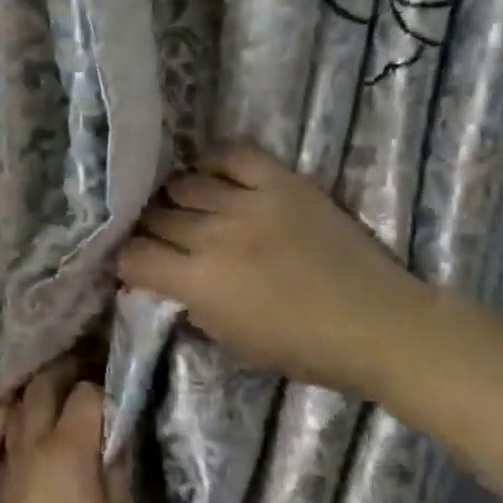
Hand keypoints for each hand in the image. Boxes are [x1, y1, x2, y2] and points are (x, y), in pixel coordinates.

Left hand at [0, 361, 136, 502]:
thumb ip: (117, 468)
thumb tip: (114, 434)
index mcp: (66, 449)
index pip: (84, 393)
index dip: (104, 383)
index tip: (122, 382)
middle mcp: (31, 447)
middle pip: (41, 389)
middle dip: (65, 371)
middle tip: (90, 368)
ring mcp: (10, 466)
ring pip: (17, 409)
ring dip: (38, 392)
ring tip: (62, 392)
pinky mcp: (0, 488)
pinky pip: (9, 438)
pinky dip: (24, 422)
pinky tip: (40, 433)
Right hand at [115, 143, 434, 399]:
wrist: (377, 324)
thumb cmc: (301, 348)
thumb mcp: (229, 342)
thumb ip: (189, 307)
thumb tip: (165, 282)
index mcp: (198, 283)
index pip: (134, 256)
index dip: (125, 261)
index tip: (132, 266)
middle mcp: (214, 235)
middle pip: (155, 217)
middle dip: (146, 229)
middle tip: (155, 237)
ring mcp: (249, 203)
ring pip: (184, 184)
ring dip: (174, 198)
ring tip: (181, 206)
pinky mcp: (283, 182)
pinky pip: (233, 154)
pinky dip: (213, 161)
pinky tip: (208, 173)